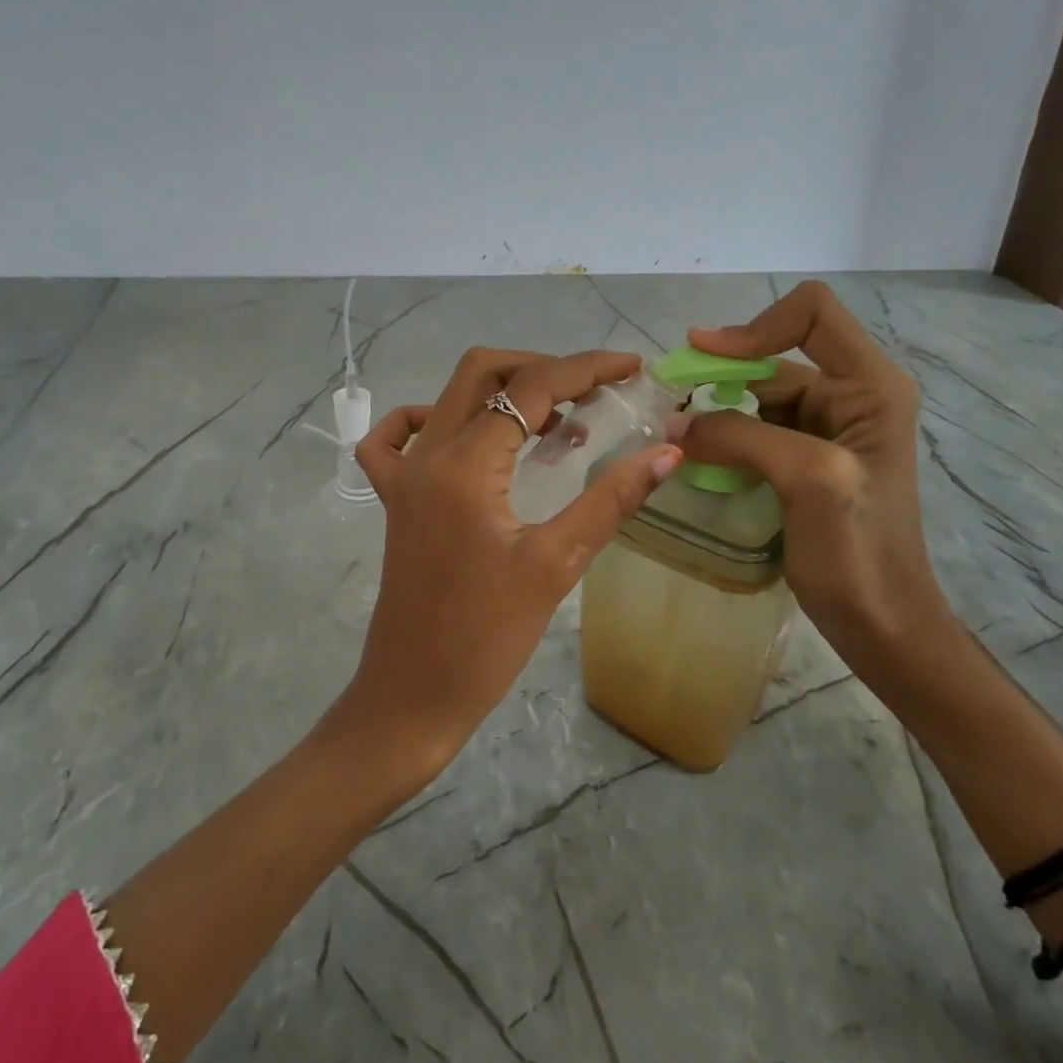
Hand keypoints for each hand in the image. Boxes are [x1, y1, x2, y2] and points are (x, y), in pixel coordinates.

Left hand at [347, 348, 684, 779]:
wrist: (413, 694)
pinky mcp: (394, 499)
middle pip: (483, 373)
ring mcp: (403, 475)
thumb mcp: (556, 565)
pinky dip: (432, 418)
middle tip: (594, 394)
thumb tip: (668, 451)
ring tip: (557, 423)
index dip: (586, 369)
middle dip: (543, 369)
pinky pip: (396, 438)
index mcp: (464, 466)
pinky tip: (470, 437)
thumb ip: (611, 500)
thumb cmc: (486, 638)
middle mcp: (426, 455)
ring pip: (449, 397)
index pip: (530, 389)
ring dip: (503, 392)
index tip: (632, 368)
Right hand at [680, 282, 944, 651]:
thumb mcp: (807, 480)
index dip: (755, 327)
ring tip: (676, 435)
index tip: (704, 356)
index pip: (812, 313)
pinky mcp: (805, 458)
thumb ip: (741, 436)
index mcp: (869, 386)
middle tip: (671, 401)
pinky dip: (723, 436)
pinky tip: (697, 457)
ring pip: (757, 394)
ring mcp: (827, 428)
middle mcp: (851, 395)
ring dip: (716, 408)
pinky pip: (754, 429)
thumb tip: (673, 424)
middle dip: (722, 372)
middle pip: (776, 354)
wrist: (884, 626)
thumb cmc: (859, 553)